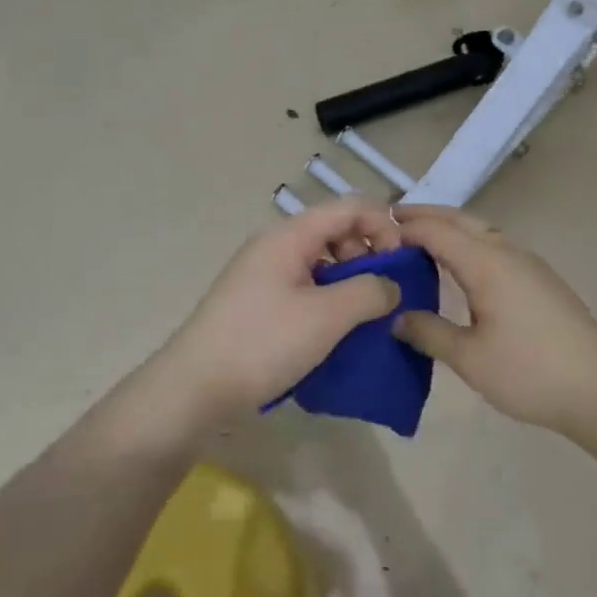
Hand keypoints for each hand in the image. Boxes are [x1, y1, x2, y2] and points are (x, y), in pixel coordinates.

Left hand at [153, 199, 404, 421]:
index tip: (403, 264)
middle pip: (334, 231)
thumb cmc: (263, 343)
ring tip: (364, 318)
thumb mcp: (326, 317)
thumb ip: (369, 292)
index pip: (349, 207)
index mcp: (289, 236)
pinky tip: (336, 331)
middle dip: (368, 256)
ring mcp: (263, 274)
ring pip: (320, 262)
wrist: (194, 389)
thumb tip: (392, 285)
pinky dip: (328, 300)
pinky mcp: (257, 302)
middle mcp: (275, 245)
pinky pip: (304, 287)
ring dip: (349, 282)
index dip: (383, 226)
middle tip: (384, 295)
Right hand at [392, 204, 596, 433]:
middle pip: (461, 220)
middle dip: (426, 216)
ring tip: (420, 242)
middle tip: (391, 222)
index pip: (437, 231)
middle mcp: (507, 251)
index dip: (405, 228)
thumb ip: (429, 332)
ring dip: (450, 228)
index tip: (375, 234)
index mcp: (487, 263)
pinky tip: (461, 269)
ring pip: (481, 231)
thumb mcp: (470, 358)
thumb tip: (397, 316)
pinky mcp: (541, 279)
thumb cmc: (530, 371)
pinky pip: (495, 246)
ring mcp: (528, 264)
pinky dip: (469, 244)